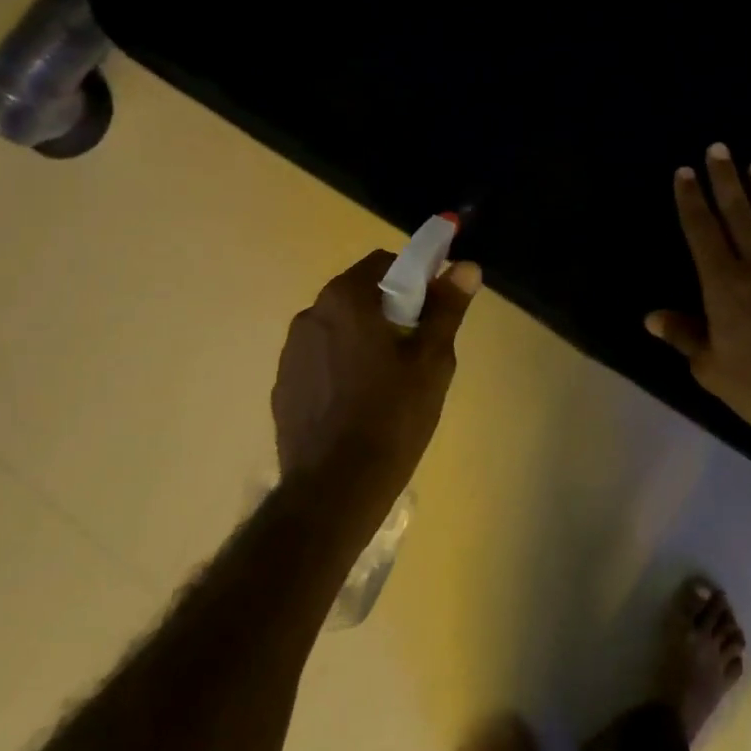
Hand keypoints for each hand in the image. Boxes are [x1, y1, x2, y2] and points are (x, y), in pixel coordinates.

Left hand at [272, 250, 481, 506]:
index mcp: (345, 300)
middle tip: (417, 351)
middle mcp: (311, 315)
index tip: (433, 311)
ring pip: (339, 330)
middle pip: (359, 296)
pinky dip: (341, 368)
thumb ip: (447, 308)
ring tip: (388, 384)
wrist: (336, 487)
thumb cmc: (392, 416)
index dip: (415, 280)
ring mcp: (291, 353)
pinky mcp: (284, 386)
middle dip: (390, 312)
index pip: (384, 263)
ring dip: (363, 340)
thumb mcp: (432, 361)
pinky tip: (358, 406)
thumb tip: (466, 267)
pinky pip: (321, 361)